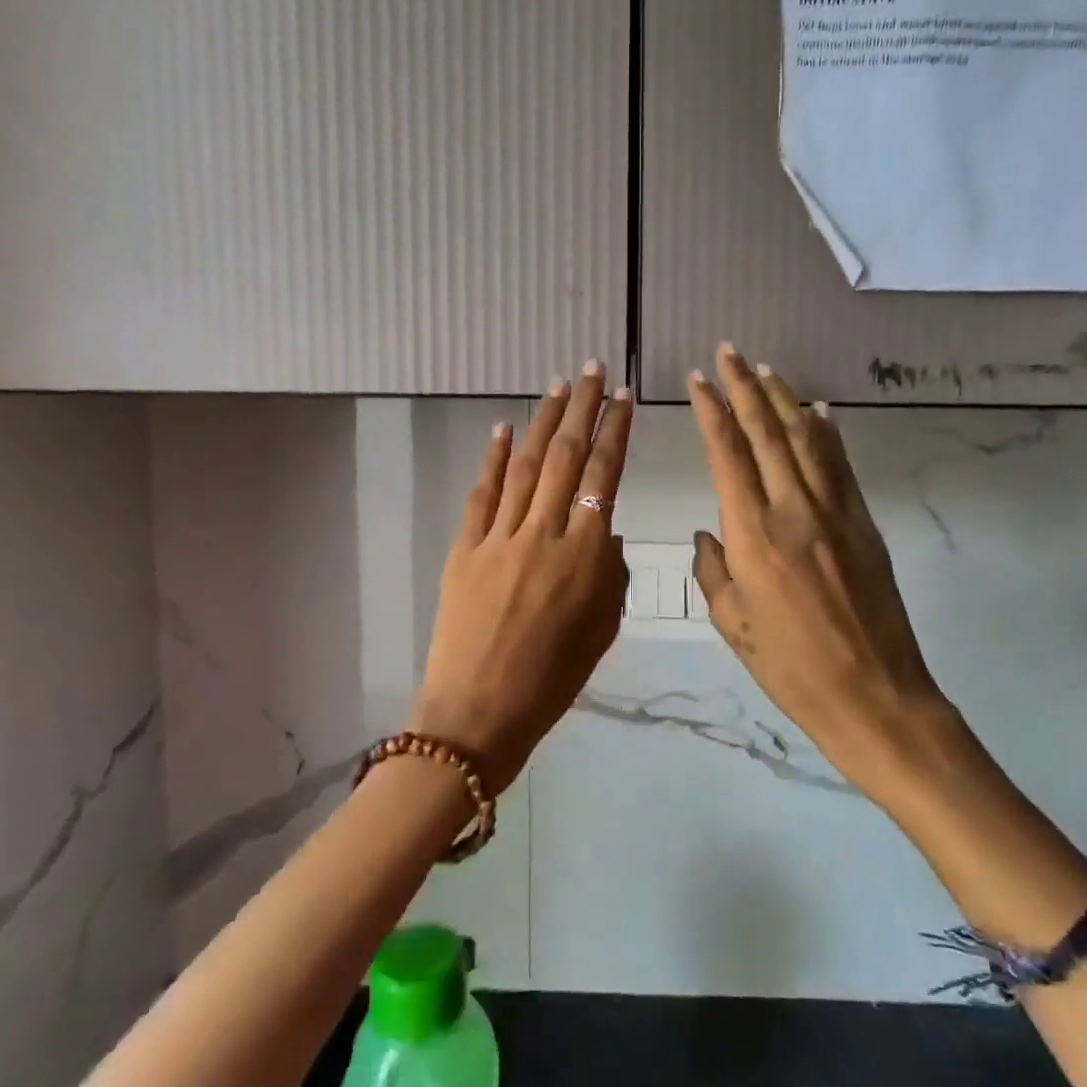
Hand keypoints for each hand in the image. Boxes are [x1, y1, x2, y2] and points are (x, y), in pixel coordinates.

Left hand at [415, 363, 633, 791]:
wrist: (477, 714)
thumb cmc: (551, 682)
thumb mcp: (602, 632)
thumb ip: (610, 574)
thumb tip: (604, 532)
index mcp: (586, 557)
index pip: (605, 477)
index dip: (615, 433)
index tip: (622, 399)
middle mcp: (545, 534)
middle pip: (566, 457)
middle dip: (582, 409)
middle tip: (591, 371)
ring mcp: (500, 537)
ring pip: (526, 465)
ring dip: (542, 421)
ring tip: (558, 386)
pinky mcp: (464, 547)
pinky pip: (483, 494)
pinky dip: (493, 458)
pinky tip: (503, 428)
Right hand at [688, 345, 953, 798]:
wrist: (875, 695)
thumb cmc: (792, 669)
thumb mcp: (733, 625)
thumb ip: (713, 571)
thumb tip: (708, 534)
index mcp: (753, 536)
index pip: (728, 455)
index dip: (713, 411)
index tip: (699, 380)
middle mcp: (794, 510)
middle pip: (767, 433)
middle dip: (744, 388)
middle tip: (729, 352)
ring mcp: (836, 513)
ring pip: (806, 439)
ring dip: (784, 399)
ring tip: (765, 370)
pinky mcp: (865, 523)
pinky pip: (841, 465)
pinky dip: (826, 433)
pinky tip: (818, 413)